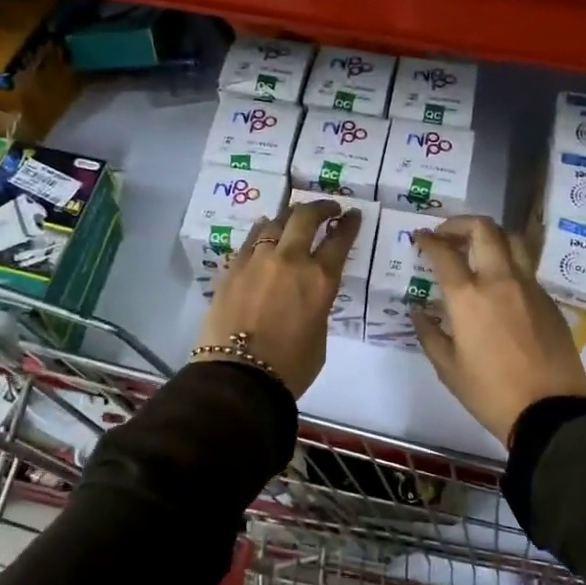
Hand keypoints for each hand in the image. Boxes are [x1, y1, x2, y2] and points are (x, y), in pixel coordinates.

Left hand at [195, 199, 361, 396]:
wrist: (238, 377)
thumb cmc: (290, 367)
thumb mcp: (319, 335)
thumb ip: (318, 305)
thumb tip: (308, 294)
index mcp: (320, 280)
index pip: (340, 239)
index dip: (349, 224)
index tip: (352, 215)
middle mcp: (290, 260)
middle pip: (306, 217)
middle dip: (320, 207)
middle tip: (327, 209)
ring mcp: (257, 259)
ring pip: (275, 221)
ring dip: (289, 217)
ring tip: (293, 220)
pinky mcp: (232, 267)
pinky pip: (251, 239)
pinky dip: (262, 232)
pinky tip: (264, 233)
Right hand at [411, 215, 585, 443]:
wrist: (551, 410)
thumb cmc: (490, 392)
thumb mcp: (448, 367)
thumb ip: (429, 333)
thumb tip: (418, 310)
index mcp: (468, 297)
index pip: (444, 252)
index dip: (428, 239)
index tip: (420, 237)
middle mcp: (500, 280)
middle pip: (484, 229)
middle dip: (460, 223)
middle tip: (447, 234)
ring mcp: (529, 287)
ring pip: (513, 240)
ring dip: (490, 236)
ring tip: (477, 248)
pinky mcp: (548, 300)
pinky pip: (526, 268)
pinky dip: (508, 263)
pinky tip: (499, 285)